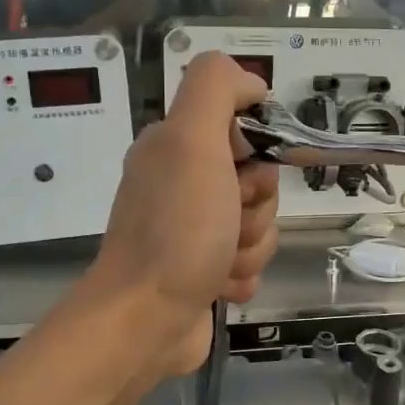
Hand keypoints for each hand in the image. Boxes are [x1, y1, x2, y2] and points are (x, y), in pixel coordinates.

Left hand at [88, 53, 280, 375]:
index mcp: (176, 147)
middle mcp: (182, 183)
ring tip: (218, 263)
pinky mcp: (203, 270)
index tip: (241, 173)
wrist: (145, 320)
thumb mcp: (192, 141)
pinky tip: (217, 286)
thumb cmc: (176, 230)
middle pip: (259, 182)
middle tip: (227, 222)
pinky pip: (249, 262)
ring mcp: (192, 230)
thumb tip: (252, 85)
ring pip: (258, 225)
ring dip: (250, 247)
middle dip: (256, 207)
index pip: (246, 130)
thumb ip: (216, 89)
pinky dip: (241, 275)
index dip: (257, 154)